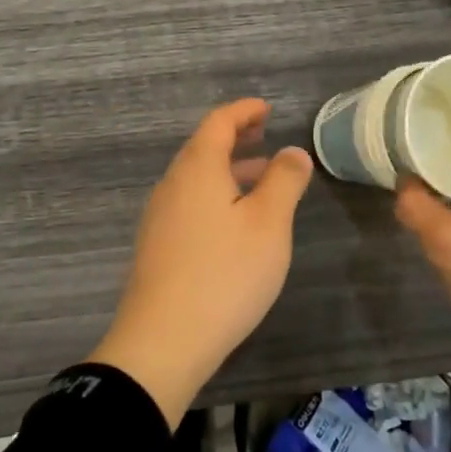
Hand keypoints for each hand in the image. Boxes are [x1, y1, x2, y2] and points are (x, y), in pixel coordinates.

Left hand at [90, 99, 314, 427]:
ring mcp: (160, 216)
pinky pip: (189, 203)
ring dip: (228, 170)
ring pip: (197, 178)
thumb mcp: (268, 224)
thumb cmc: (224, 274)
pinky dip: (216, 196)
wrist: (162, 341)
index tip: (267, 110)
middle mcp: (172, 184)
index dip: (244, 111)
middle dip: (236, 139)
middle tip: (265, 137)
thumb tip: (293, 151)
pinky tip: (235, 223)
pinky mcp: (157, 246)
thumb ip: (284, 181)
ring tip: (261, 180)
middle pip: (203, 148)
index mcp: (197, 168)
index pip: (219, 122)